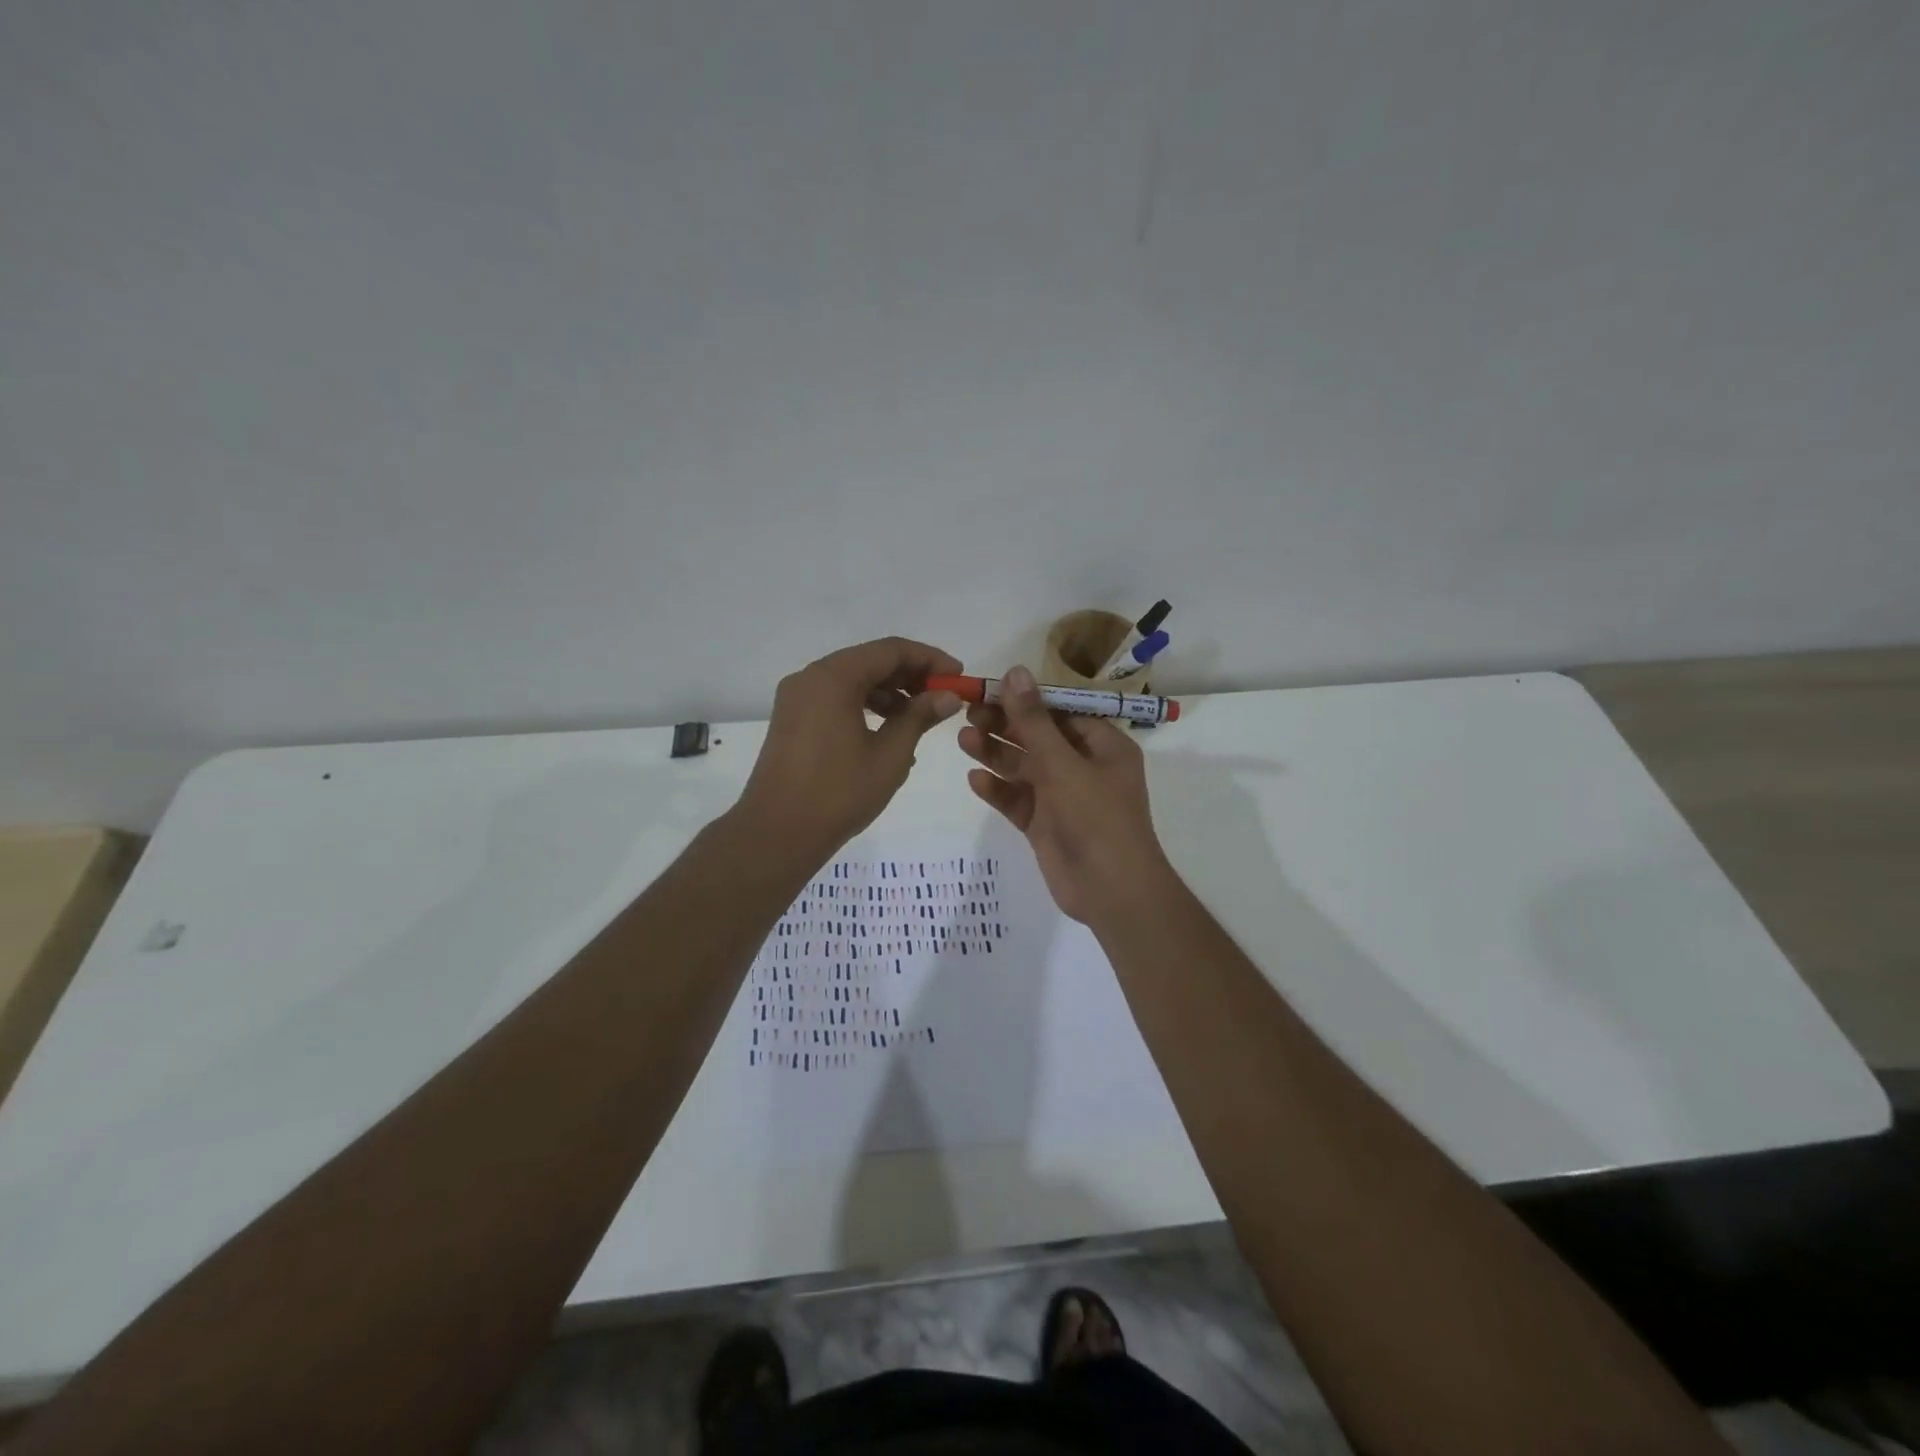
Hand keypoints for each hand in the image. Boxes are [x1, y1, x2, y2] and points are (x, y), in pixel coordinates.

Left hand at [737, 637, 963, 861]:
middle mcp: (811, 677)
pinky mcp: (792, 720)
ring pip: (852, 681)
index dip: (930, 659)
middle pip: (870, 661)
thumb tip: (948, 696)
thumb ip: (920, 716)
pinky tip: (889, 733)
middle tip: (944, 698)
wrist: (777, 833)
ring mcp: (797, 699)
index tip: (958, 677)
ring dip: (889, 693)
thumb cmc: (839, 792)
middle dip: (910, 676)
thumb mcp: (890, 754)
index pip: (891, 650)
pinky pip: (836, 699)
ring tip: (920, 719)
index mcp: (833, 677)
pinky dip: (865, 707)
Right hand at [957, 665, 1173, 923]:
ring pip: (1024, 768)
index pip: (1061, 711)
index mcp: (1102, 746)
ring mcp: (1063, 797)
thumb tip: (1015, 671)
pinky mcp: (1045, 824)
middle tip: (968, 713)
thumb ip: (1034, 721)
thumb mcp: (1063, 764)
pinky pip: (1018, 800)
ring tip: (962, 740)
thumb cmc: (1096, 818)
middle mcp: (1083, 767)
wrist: (1112, 892)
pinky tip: (975, 779)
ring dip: (996, 754)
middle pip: (1038, 737)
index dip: (1026, 699)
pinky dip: (998, 789)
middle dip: (1005, 726)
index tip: (990, 689)